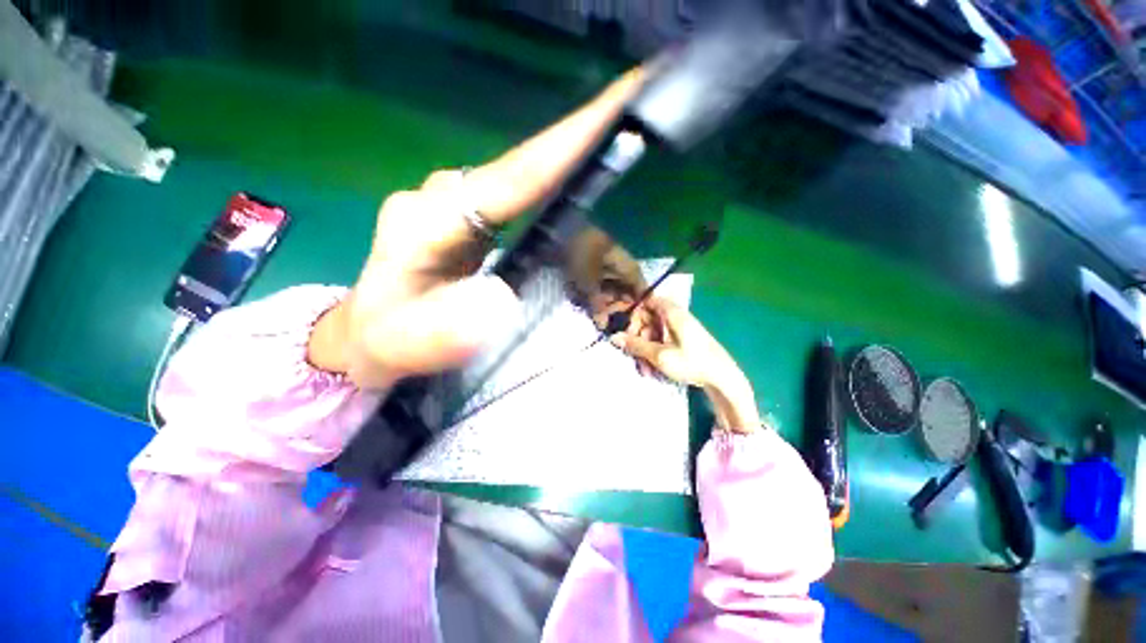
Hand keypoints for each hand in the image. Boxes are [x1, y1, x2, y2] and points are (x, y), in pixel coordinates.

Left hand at [307, 69, 646, 387]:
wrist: (370, 331)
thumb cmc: (387, 336)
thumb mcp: (406, 343)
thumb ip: (447, 329)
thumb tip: (506, 299)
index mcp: (431, 217)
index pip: (512, 178)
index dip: (565, 146)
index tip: (618, 108)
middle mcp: (447, 195)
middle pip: (525, 164)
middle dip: (581, 139)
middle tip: (636, 113)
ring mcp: (459, 202)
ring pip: (524, 176)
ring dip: (572, 160)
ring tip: (618, 144)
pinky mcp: (471, 215)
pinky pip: (520, 196)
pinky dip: (554, 186)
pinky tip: (577, 185)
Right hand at [611, 297, 761, 432]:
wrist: (723, 379)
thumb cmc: (692, 362)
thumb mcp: (659, 355)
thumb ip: (636, 345)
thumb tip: (614, 337)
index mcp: (671, 312)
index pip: (646, 301)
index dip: (634, 314)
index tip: (627, 332)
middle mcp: (675, 316)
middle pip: (648, 319)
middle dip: (638, 338)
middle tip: (634, 355)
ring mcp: (679, 328)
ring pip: (653, 333)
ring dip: (645, 350)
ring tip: (645, 370)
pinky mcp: (682, 340)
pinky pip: (662, 341)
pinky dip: (655, 353)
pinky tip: (653, 370)